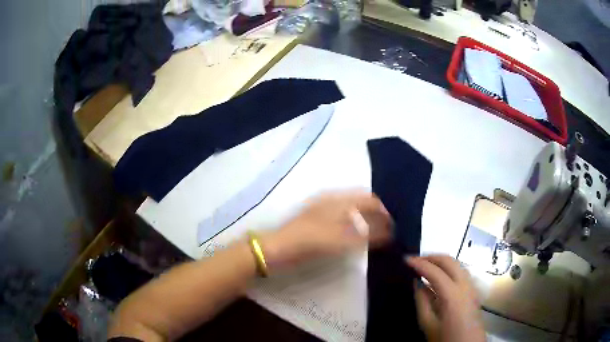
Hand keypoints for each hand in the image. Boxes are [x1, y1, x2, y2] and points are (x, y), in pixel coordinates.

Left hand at [260, 191, 391, 270]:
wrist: (275, 250)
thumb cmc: (306, 241)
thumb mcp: (338, 240)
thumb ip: (366, 236)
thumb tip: (390, 233)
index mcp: (337, 199)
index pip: (369, 199)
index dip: (384, 211)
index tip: (396, 226)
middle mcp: (332, 201)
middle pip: (362, 204)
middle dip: (377, 216)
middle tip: (390, 233)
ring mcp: (324, 212)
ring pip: (354, 213)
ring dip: (367, 223)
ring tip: (379, 238)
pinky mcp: (319, 225)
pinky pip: (345, 223)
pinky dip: (356, 230)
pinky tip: (360, 241)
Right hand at [406, 255, 485, 341]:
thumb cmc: (445, 338)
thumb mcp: (428, 324)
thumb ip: (422, 301)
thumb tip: (417, 283)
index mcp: (453, 295)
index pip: (435, 272)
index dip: (419, 263)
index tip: (406, 259)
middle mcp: (465, 285)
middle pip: (449, 261)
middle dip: (432, 257)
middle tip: (416, 260)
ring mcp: (472, 286)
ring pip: (457, 264)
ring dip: (441, 261)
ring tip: (426, 266)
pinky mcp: (474, 290)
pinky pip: (461, 272)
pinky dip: (449, 269)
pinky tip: (439, 277)